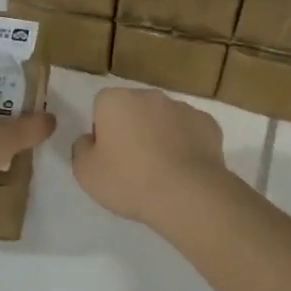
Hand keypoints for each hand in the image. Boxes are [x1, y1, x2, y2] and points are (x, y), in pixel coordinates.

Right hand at [71, 86, 229, 227]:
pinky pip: (190, 131)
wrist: (186, 195)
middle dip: (132, 128)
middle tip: (132, 164)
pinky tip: (184, 170)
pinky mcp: (209, 124)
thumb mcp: (85, 172)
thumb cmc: (128, 180)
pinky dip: (186, 144)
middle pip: (134, 108)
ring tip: (161, 170)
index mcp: (116, 100)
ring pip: (164, 119)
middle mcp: (149, 96)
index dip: (103, 129)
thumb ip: (81, 148)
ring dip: (160, 135)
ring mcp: (183, 108)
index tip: (108, 155)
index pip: (102, 105)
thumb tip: (90, 139)